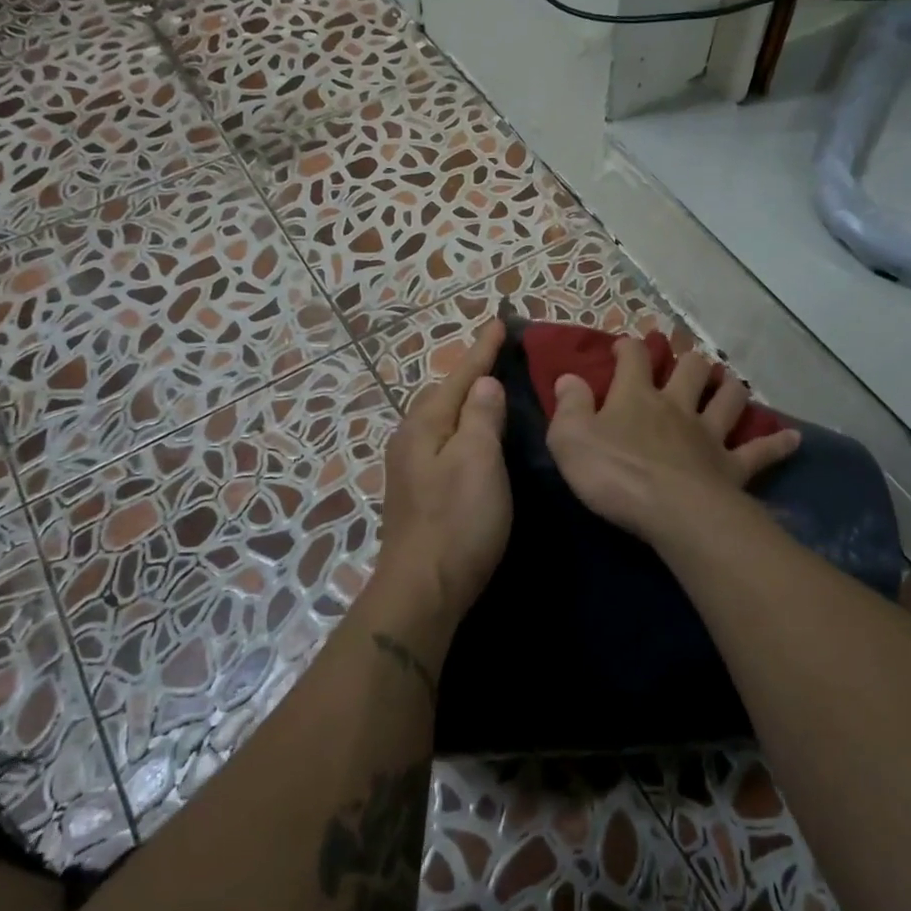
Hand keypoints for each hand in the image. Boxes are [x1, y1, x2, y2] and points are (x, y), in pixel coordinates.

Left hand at [376, 319, 512, 625]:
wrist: (424, 588)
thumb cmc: (458, 521)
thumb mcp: (478, 462)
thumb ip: (480, 418)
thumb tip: (484, 384)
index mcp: (424, 425)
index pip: (460, 377)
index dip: (482, 351)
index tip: (499, 322)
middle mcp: (411, 439)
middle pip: (445, 395)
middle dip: (471, 373)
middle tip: (499, 354)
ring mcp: (411, 467)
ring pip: (444, 420)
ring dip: (467, 401)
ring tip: (491, 388)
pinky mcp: (419, 491)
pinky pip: (445, 442)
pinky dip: (464, 428)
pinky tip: (475, 435)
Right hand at [545, 339, 800, 547]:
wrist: (671, 510)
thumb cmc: (614, 473)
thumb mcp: (570, 439)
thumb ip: (569, 406)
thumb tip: (568, 378)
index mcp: (636, 397)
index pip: (634, 360)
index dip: (630, 347)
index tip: (626, 344)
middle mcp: (677, 406)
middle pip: (690, 369)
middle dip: (688, 359)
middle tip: (688, 359)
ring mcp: (709, 434)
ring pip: (727, 399)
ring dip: (730, 387)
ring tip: (730, 382)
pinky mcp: (733, 465)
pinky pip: (761, 451)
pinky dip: (778, 443)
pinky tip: (794, 438)